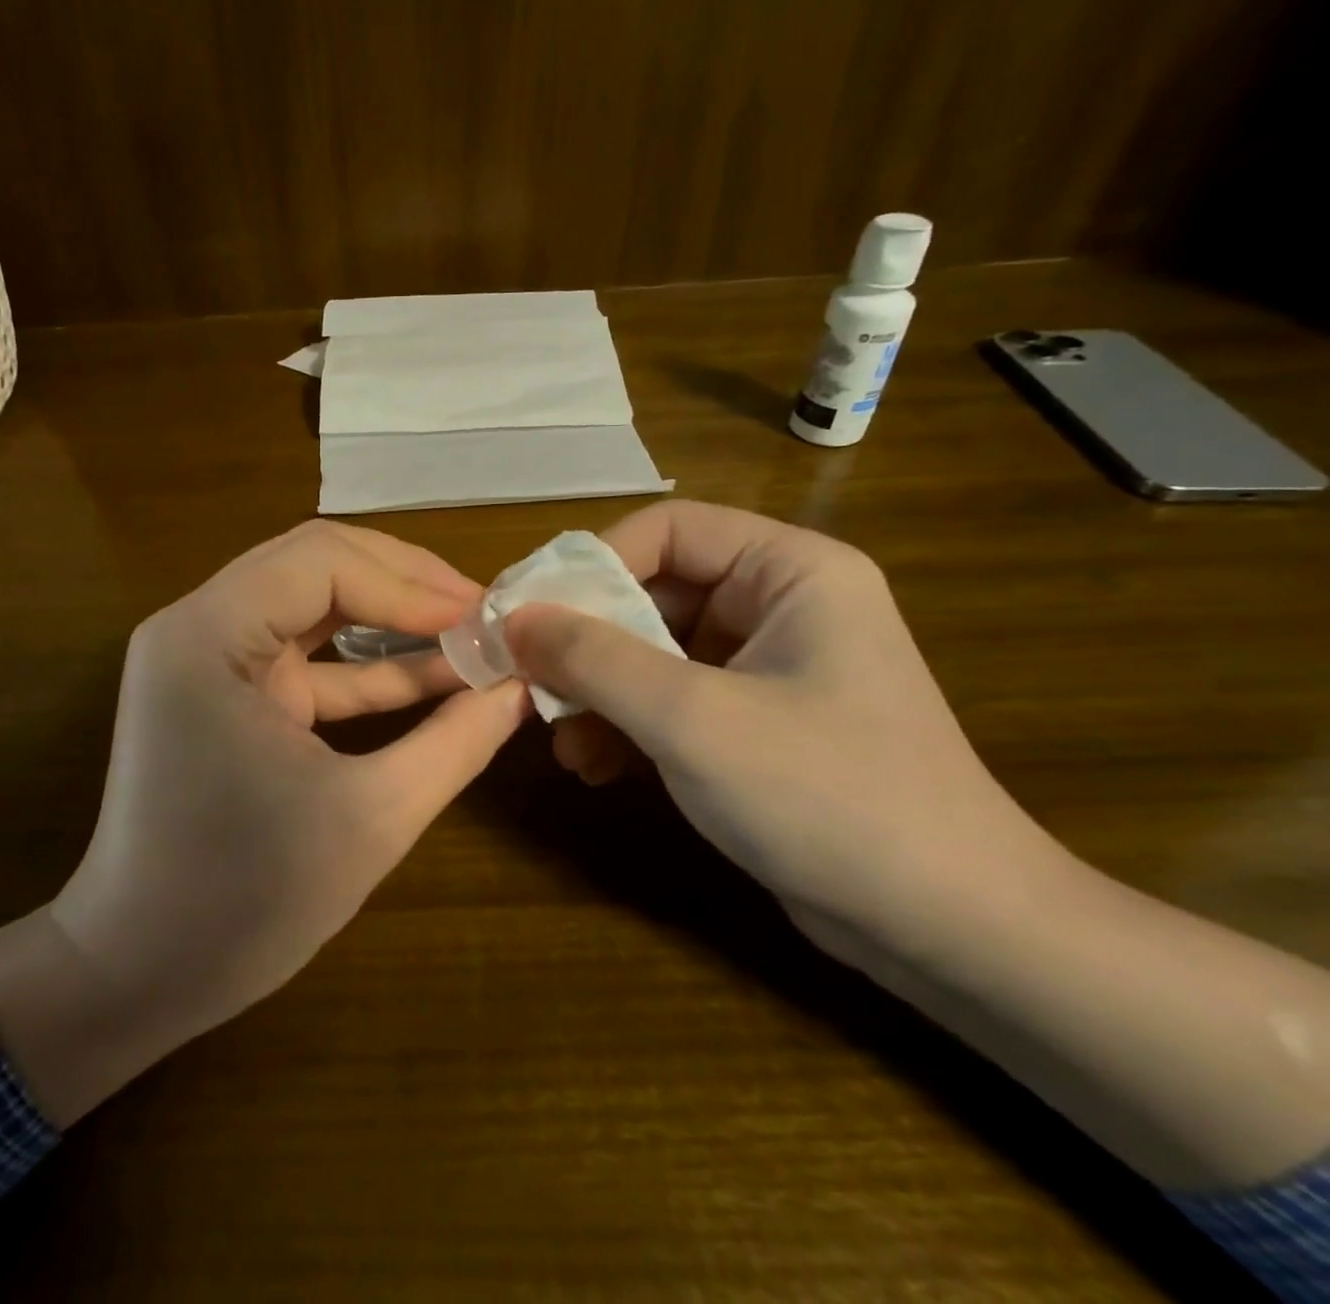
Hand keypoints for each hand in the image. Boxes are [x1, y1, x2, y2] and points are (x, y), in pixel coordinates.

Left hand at [0, 521, 528, 1124]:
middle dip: (404, 584)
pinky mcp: (231, 695)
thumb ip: (454, 744)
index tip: (482, 621)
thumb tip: (520, 690)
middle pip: (315, 565)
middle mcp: (199, 627)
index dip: (408, 584)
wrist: (139, 974)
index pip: (321, 563)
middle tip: (481, 612)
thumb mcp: (369, 818)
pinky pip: (308, 657)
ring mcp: (212, 659)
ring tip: (470, 633)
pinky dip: (369, 664)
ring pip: (315, 603)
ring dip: (392, 617)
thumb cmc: (242, 901)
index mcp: (208, 636)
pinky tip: (437, 677)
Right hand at [504, 501, 1069, 958]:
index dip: (592, 564)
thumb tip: (513, 619)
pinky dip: (627, 726)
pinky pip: (670, 700)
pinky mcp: (754, 724)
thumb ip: (594, 658)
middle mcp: (779, 605)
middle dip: (587, 643)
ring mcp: (766, 667)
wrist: (947, 930)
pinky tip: (593, 767)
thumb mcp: (692, 718)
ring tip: (560, 741)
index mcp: (790, 571)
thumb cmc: (825, 796)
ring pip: (653, 652)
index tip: (530, 613)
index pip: (667, 530)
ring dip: (599, 693)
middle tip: (530, 682)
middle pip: (653, 593)